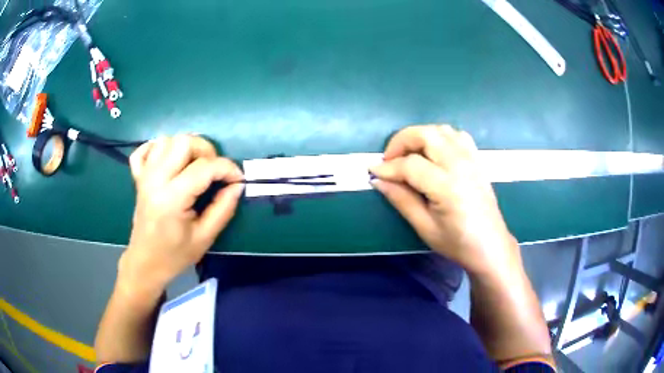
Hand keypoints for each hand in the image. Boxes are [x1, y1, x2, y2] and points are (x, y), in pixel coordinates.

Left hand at [120, 135, 244, 295]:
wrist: (145, 263)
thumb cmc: (175, 255)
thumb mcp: (205, 238)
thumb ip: (223, 209)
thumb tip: (237, 185)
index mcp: (172, 199)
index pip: (204, 167)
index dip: (227, 168)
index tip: (238, 179)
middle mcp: (156, 180)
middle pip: (183, 142)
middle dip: (206, 150)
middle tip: (214, 170)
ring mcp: (144, 176)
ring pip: (166, 140)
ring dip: (185, 147)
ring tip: (194, 165)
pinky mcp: (138, 178)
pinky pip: (144, 149)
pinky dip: (157, 148)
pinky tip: (168, 160)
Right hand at [370, 125, 518, 276]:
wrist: (490, 245)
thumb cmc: (457, 242)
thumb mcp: (425, 227)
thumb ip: (401, 200)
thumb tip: (378, 180)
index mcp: (447, 187)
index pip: (410, 165)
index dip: (388, 167)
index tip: (373, 172)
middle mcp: (460, 165)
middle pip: (426, 135)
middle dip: (401, 141)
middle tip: (389, 159)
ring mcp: (471, 159)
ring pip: (441, 130)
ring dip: (420, 136)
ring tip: (409, 155)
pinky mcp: (477, 159)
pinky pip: (457, 135)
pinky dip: (440, 137)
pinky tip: (433, 152)